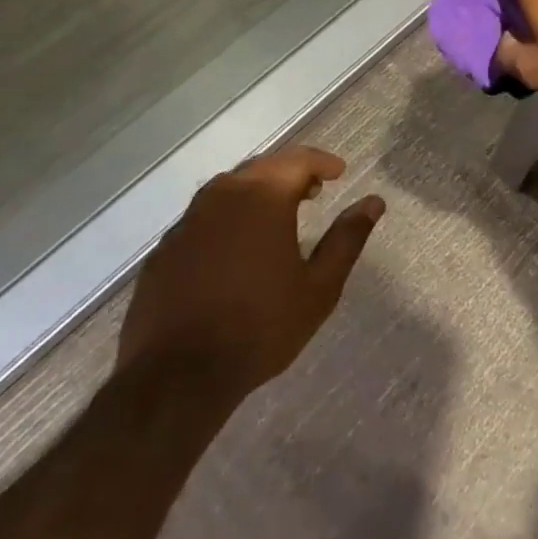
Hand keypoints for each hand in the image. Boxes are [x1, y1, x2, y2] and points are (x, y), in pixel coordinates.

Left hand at [117, 146, 383, 401]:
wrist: (178, 378)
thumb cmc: (261, 327)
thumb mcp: (320, 286)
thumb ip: (347, 238)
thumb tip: (374, 202)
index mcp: (262, 198)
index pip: (297, 160)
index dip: (322, 162)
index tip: (339, 172)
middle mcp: (220, 198)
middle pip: (261, 167)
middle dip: (290, 172)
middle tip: (313, 191)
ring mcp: (186, 223)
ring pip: (227, 189)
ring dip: (256, 191)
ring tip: (277, 216)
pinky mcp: (163, 251)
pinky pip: (202, 218)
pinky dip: (227, 218)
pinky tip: (236, 248)